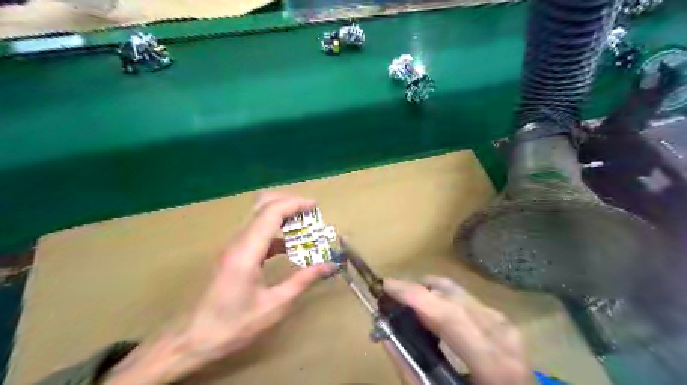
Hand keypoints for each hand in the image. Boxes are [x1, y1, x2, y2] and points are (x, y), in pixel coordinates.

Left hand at [103, 193, 335, 384]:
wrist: (192, 339)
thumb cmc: (233, 325)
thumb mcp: (274, 305)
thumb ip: (302, 281)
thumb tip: (328, 265)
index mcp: (246, 252)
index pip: (271, 212)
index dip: (295, 204)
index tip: (316, 206)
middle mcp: (237, 241)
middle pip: (262, 204)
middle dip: (288, 202)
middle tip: (310, 212)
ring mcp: (233, 245)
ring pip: (258, 214)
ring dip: (282, 214)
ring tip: (304, 226)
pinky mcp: (233, 252)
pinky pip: (256, 230)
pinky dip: (275, 230)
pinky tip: (289, 246)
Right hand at [384, 275, 527, 384]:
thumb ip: (410, 370)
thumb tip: (386, 337)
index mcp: (493, 364)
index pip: (449, 315)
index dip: (415, 296)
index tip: (386, 285)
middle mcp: (503, 337)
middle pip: (453, 299)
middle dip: (418, 289)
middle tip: (391, 293)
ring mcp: (506, 328)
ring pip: (460, 294)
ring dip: (430, 292)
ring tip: (407, 299)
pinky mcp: (503, 324)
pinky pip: (468, 300)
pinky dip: (445, 298)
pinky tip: (432, 306)